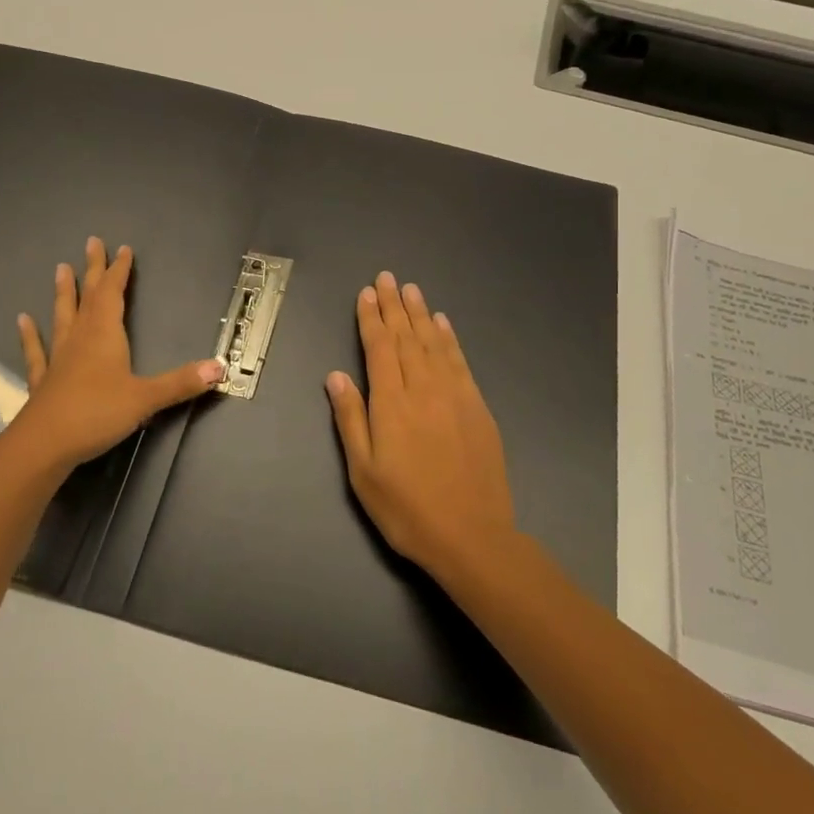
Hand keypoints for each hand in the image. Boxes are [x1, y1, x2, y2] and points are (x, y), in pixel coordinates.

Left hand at [11, 237, 222, 474]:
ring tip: (60, 269)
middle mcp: (80, 338)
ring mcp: (58, 358)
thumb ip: (181, 383)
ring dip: (63, 292)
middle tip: (91, 242)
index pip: (113, 293)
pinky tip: (23, 320)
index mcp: (105, 335)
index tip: (122, 249)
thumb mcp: (145, 399)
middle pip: (88, 296)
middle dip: (92, 269)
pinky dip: (31, 334)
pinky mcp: (43, 380)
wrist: (44, 444)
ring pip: (63, 316)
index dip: (119, 271)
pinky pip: (37, 351)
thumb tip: (220, 368)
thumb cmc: (96, 414)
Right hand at [326, 272, 518, 580]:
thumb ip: (350, 419)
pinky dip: (450, 339)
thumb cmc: (407, 509)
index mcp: (391, 403)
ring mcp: (454, 395)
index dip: (371, 318)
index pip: (378, 348)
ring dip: (421, 314)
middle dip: (394, 306)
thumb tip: (336, 375)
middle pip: (406, 337)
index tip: (366, 293)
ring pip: (433, 343)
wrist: (472, 536)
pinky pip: (460, 362)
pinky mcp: (477, 407)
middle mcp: (423, 389)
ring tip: (411, 289)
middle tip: (387, 277)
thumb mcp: (363, 472)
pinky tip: (443, 324)